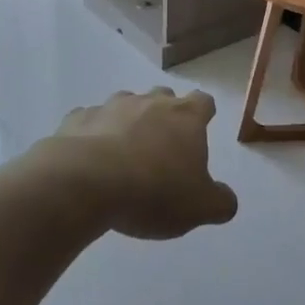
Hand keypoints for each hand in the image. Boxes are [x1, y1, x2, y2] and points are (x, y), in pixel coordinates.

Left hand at [47, 88, 237, 239]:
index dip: (204, 113)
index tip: (201, 128)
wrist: (85, 183)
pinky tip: (90, 157)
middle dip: (165, 113)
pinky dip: (93, 133)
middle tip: (162, 143)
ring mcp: (111, 107)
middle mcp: (150, 103)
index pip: (203, 102)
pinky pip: (89, 120)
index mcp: (185, 117)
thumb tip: (226, 199)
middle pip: (163, 95)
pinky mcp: (77, 119)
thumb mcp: (199, 208)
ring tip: (124, 150)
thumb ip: (220, 202)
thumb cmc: (153, 191)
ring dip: (128, 120)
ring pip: (125, 103)